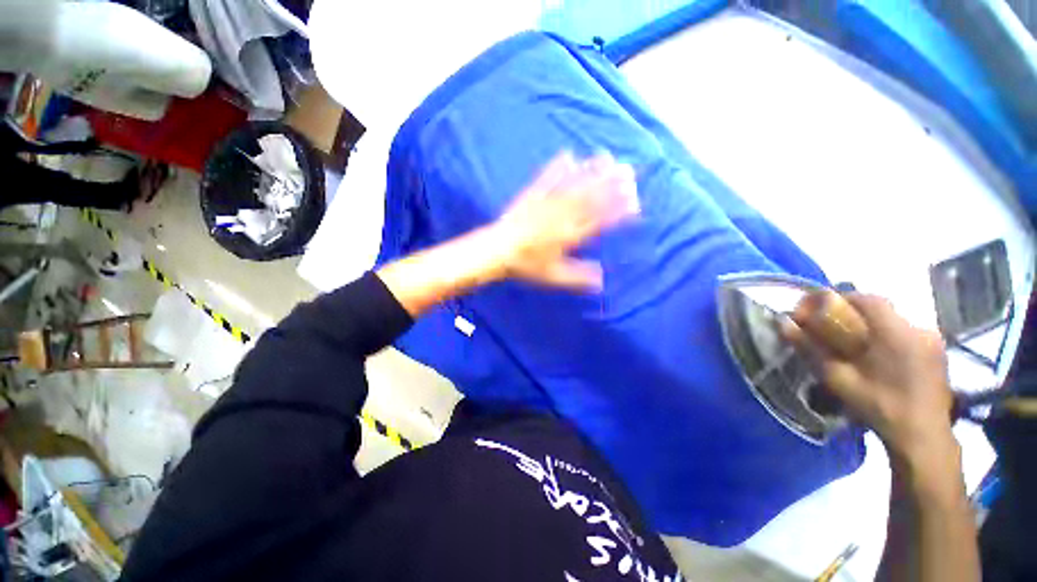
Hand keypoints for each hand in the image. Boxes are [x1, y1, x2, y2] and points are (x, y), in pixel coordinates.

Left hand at [488, 151, 638, 290]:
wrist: (498, 251)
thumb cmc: (526, 266)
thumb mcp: (553, 277)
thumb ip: (578, 277)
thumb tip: (602, 281)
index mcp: (568, 236)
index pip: (598, 221)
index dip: (617, 210)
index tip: (634, 201)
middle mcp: (560, 217)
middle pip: (589, 198)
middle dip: (611, 184)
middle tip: (629, 171)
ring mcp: (546, 204)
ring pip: (572, 185)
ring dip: (591, 171)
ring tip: (606, 157)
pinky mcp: (532, 196)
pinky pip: (546, 179)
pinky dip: (557, 167)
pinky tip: (568, 154)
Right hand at [783, 293, 955, 460]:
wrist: (922, 438)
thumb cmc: (879, 406)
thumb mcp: (838, 379)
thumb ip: (811, 348)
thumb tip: (783, 323)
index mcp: (895, 332)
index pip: (866, 299)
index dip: (839, 299)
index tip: (819, 310)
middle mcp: (918, 329)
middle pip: (881, 308)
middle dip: (853, 312)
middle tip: (833, 328)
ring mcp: (932, 340)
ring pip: (894, 319)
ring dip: (871, 324)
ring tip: (854, 343)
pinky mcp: (938, 352)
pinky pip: (908, 332)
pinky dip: (888, 335)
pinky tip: (879, 355)